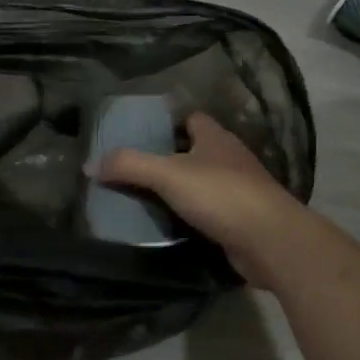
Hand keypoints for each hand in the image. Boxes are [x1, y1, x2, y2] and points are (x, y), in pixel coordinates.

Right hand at [98, 112, 311, 288]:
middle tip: (132, 169)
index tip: (139, 133)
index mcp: (216, 138)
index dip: (167, 122)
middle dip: (168, 158)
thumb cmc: (221, 195)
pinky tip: (168, 225)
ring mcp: (239, 190)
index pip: (191, 118)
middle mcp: (230, 158)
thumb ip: (129, 166)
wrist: (270, 241)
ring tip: (143, 198)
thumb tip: (89, 164)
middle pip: (195, 151)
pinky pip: (209, 212)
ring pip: (202, 183)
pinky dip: (191, 216)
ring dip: (180, 190)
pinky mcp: (241, 220)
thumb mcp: (168, 174)